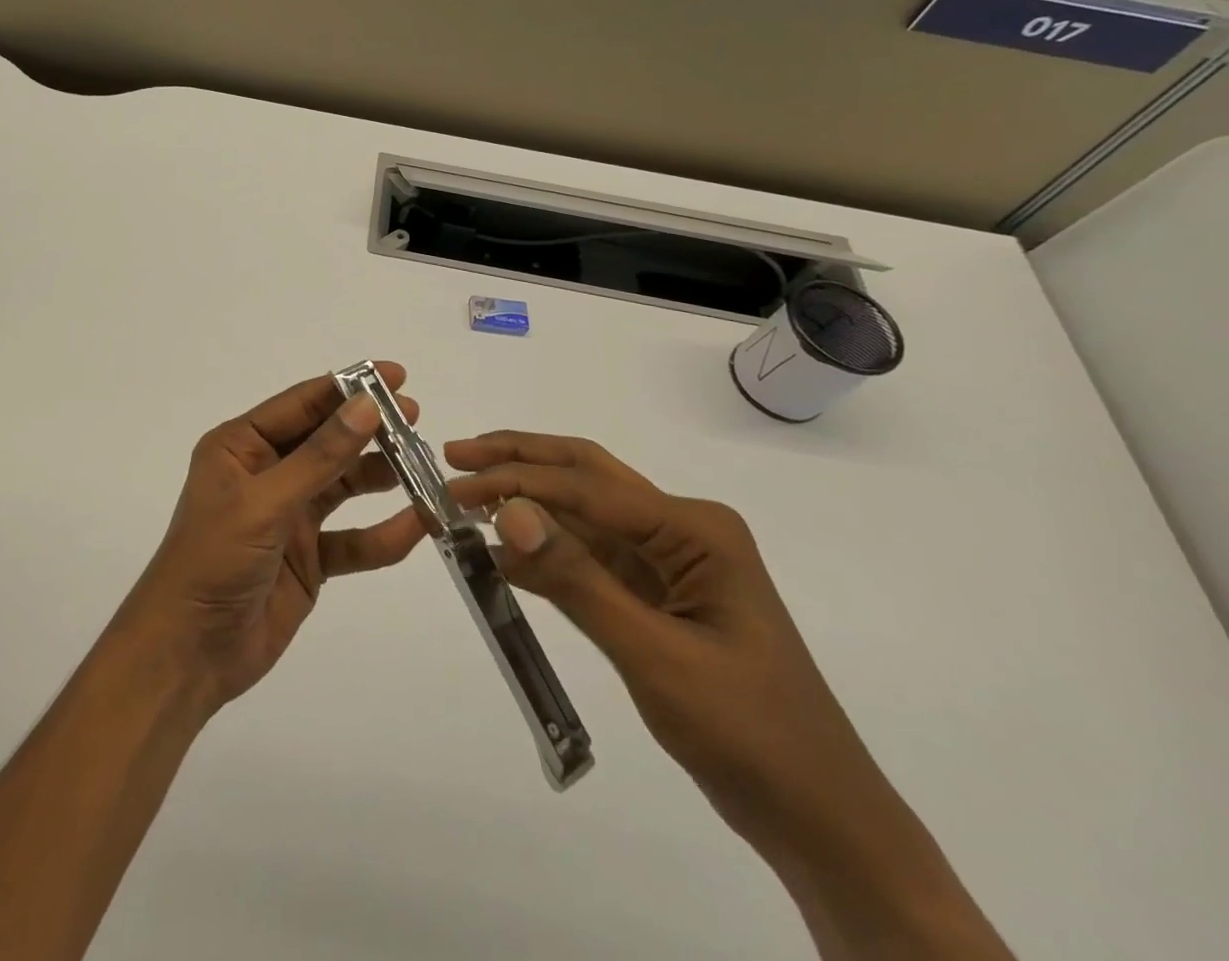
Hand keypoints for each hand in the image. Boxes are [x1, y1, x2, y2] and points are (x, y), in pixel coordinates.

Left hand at [119, 366, 427, 715]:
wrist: (188, 653)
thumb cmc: (214, 560)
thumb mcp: (266, 502)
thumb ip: (320, 457)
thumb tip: (367, 405)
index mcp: (242, 447)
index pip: (302, 404)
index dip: (348, 387)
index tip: (396, 375)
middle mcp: (266, 473)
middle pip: (327, 441)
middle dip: (370, 429)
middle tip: (416, 418)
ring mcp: (288, 516)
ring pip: (343, 486)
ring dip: (381, 476)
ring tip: (424, 466)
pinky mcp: (307, 558)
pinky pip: (352, 539)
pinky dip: (383, 534)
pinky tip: (419, 525)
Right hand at [445, 432, 1013, 960]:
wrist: (822, 822)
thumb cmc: (749, 733)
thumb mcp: (655, 655)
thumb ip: (577, 579)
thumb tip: (508, 511)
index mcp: (694, 528)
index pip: (587, 486)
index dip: (517, 480)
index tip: (455, 486)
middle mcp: (681, 528)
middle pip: (586, 475)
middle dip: (520, 459)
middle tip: (456, 455)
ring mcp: (669, 559)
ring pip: (582, 512)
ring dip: (526, 500)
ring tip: (467, 491)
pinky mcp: (655, 592)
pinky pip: (588, 556)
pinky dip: (543, 550)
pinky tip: (501, 550)